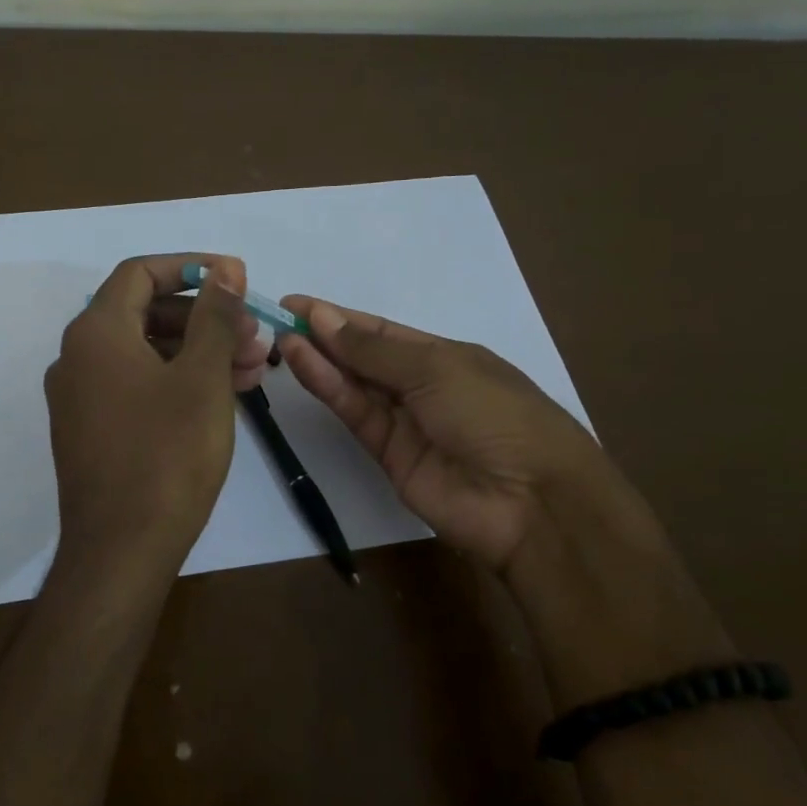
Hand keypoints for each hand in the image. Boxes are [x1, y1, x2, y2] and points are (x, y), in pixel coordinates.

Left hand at [45, 254, 270, 579]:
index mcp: (96, 332)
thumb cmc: (167, 455)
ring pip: (146, 353)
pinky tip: (222, 396)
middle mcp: (77, 357)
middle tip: (254, 335)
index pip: (140, 273)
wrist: (121, 551)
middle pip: (145, 313)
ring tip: (254, 368)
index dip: (191, 267)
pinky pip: (137, 387)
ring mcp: (80, 397)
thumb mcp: (202, 378)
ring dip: (198, 352)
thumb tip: (225, 268)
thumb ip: (214, 316)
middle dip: (205, 318)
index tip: (235, 279)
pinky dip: (177, 382)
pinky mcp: (91, 431)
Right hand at [278, 297, 663, 573]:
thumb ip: (373, 349)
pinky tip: (302, 363)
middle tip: (277, 320)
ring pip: (354, 385)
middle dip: (324, 337)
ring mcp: (405, 422)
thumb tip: (323, 318)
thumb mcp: (436, 368)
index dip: (340, 316)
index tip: (296, 304)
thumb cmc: (494, 414)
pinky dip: (328, 388)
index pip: (383, 330)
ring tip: (281, 339)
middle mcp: (422, 385)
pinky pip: (355, 414)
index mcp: (445, 356)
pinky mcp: (388, 455)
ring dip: (320, 360)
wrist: (529, 500)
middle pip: (364, 356)